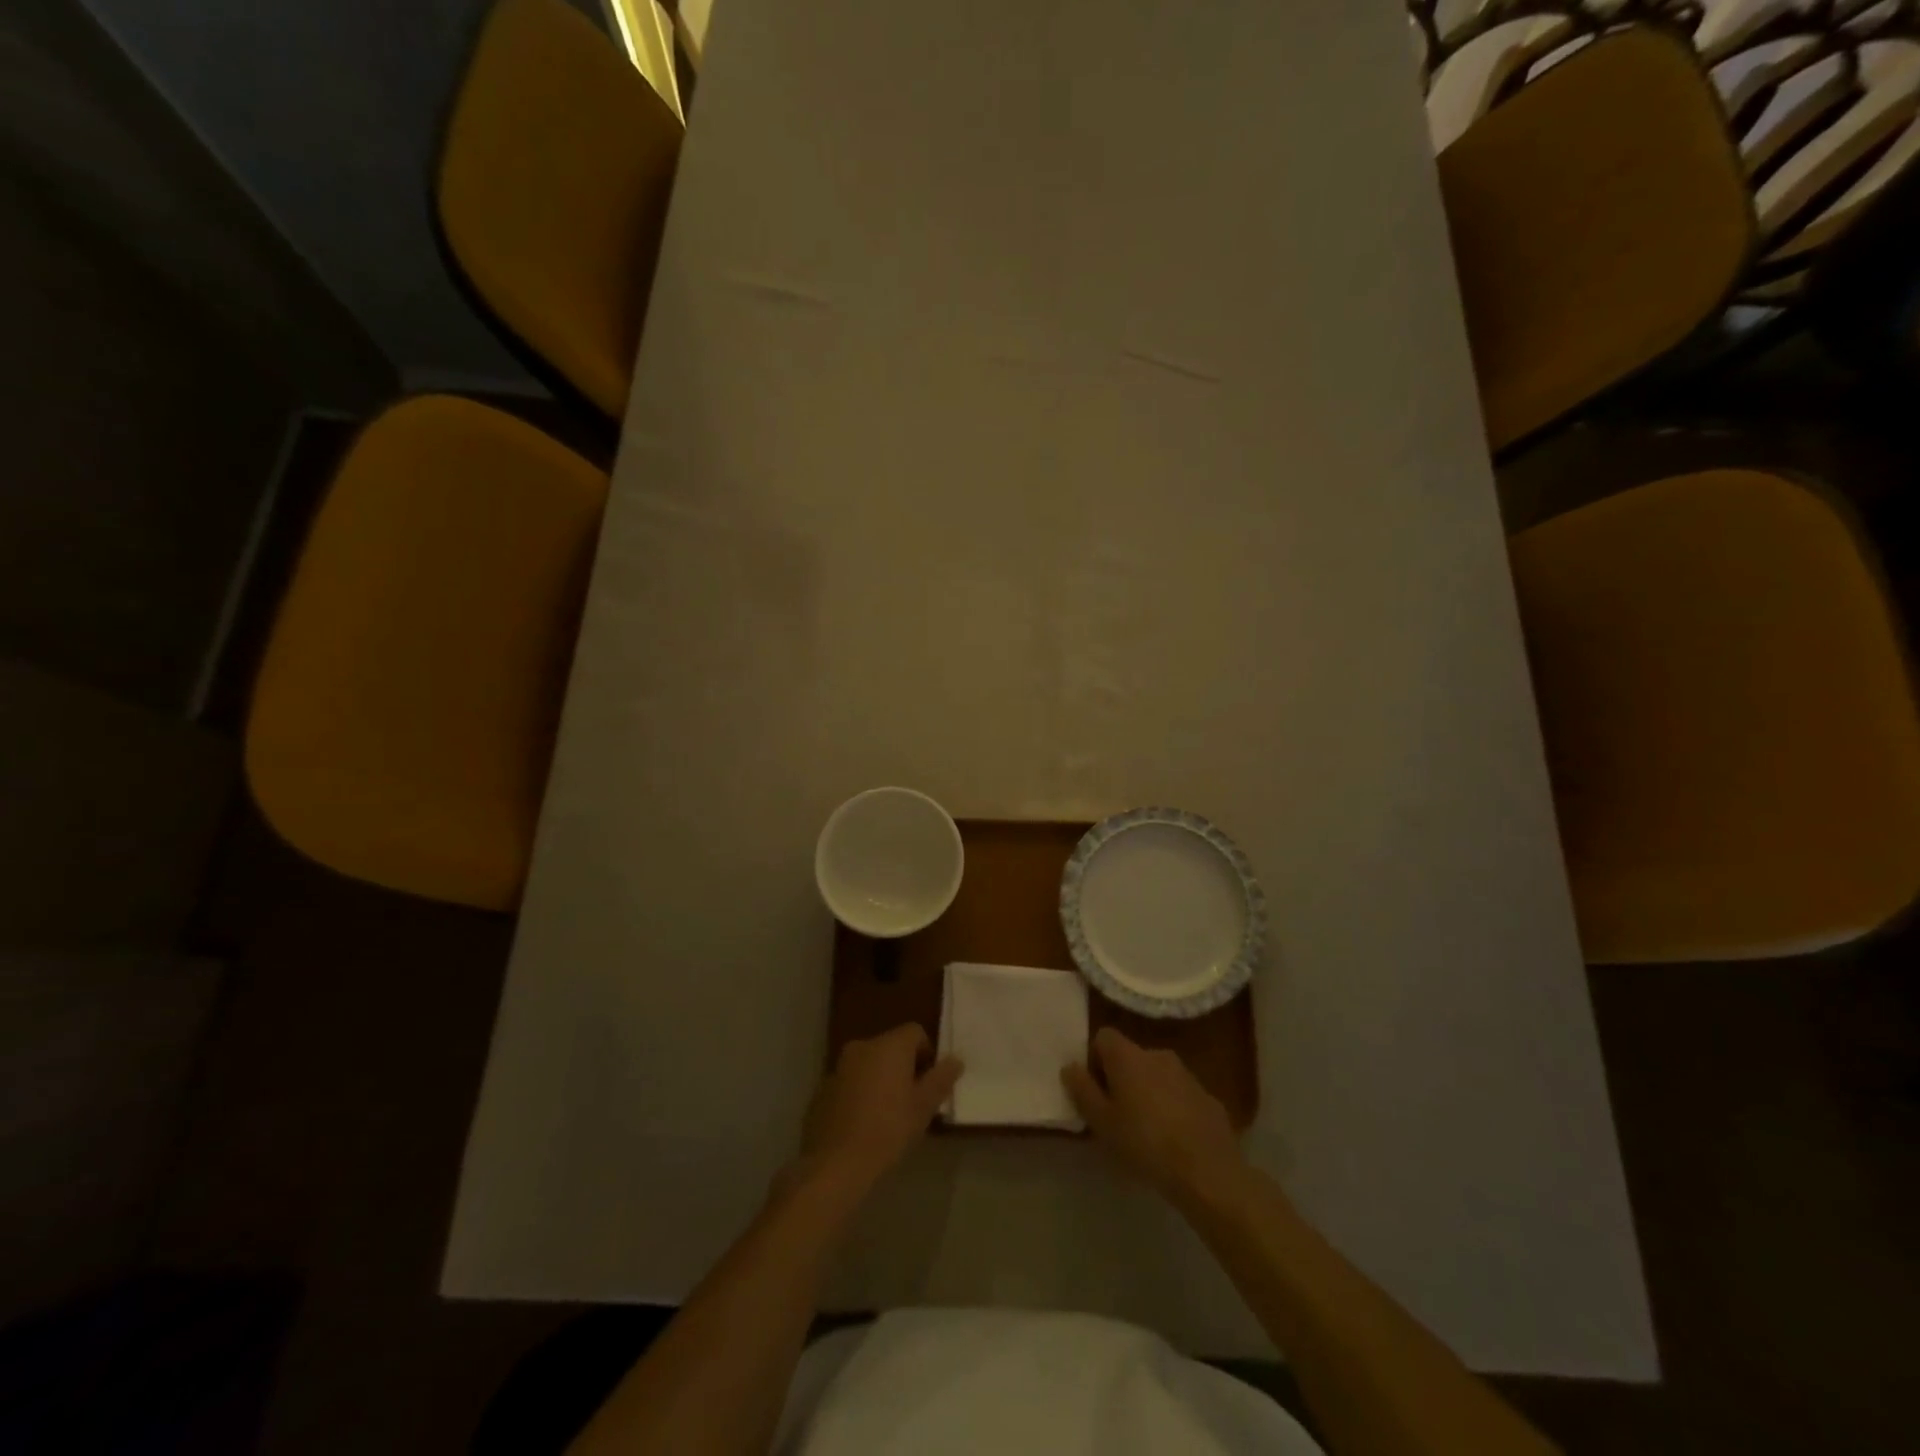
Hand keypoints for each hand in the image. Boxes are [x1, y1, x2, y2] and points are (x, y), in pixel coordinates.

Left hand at [793, 1024, 960, 1200]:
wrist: (836, 1162)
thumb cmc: (888, 1130)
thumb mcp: (923, 1107)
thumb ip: (941, 1079)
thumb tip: (956, 1059)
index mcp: (889, 1045)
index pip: (915, 1032)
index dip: (927, 1054)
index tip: (928, 1083)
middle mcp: (863, 1046)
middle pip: (891, 1046)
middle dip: (904, 1066)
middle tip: (911, 1100)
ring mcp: (839, 1065)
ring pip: (870, 1063)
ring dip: (881, 1078)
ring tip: (887, 1112)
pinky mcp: (823, 1086)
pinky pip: (850, 1079)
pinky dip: (860, 1090)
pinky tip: (862, 1121)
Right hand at [1063, 1028, 1245, 1207]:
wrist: (1208, 1171)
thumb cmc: (1145, 1143)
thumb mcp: (1102, 1122)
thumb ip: (1082, 1090)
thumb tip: (1070, 1066)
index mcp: (1128, 1056)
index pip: (1104, 1037)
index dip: (1094, 1059)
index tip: (1094, 1089)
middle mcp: (1157, 1054)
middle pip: (1130, 1056)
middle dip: (1120, 1078)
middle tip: (1116, 1114)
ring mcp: (1186, 1074)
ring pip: (1156, 1075)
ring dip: (1147, 1092)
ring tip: (1145, 1130)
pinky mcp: (1207, 1097)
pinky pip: (1179, 1094)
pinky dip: (1171, 1107)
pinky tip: (1173, 1139)